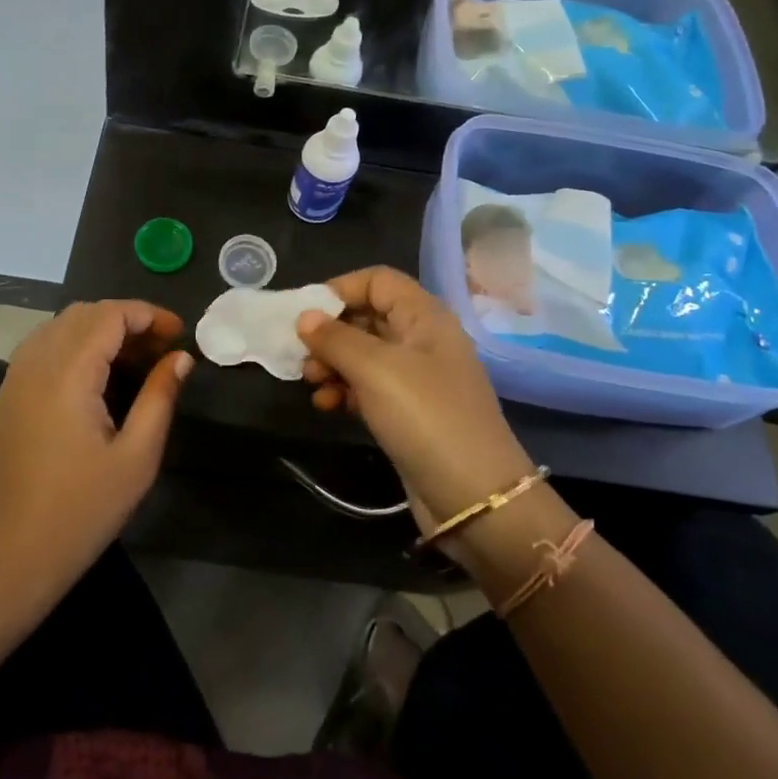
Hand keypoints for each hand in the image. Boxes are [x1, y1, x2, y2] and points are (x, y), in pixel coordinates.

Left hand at [0, 301, 190, 608]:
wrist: (2, 563)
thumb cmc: (78, 514)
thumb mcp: (135, 460)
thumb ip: (159, 398)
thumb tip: (179, 358)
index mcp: (67, 374)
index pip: (109, 314)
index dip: (148, 314)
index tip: (179, 334)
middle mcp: (34, 365)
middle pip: (82, 314)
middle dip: (126, 320)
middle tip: (160, 350)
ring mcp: (12, 381)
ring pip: (57, 328)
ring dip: (98, 331)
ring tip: (132, 362)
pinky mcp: (3, 401)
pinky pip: (40, 350)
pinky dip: (72, 347)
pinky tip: (94, 381)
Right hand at [297, 268, 534, 533]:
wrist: (474, 497)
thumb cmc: (426, 417)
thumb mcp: (376, 370)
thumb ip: (336, 338)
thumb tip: (305, 317)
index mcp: (424, 316)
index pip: (378, 281)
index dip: (341, 289)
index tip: (305, 313)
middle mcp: (421, 340)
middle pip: (367, 316)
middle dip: (331, 331)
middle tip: (303, 354)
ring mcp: (416, 378)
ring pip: (364, 354)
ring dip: (332, 363)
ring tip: (311, 382)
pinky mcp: (407, 412)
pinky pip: (367, 387)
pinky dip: (344, 390)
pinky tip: (325, 405)